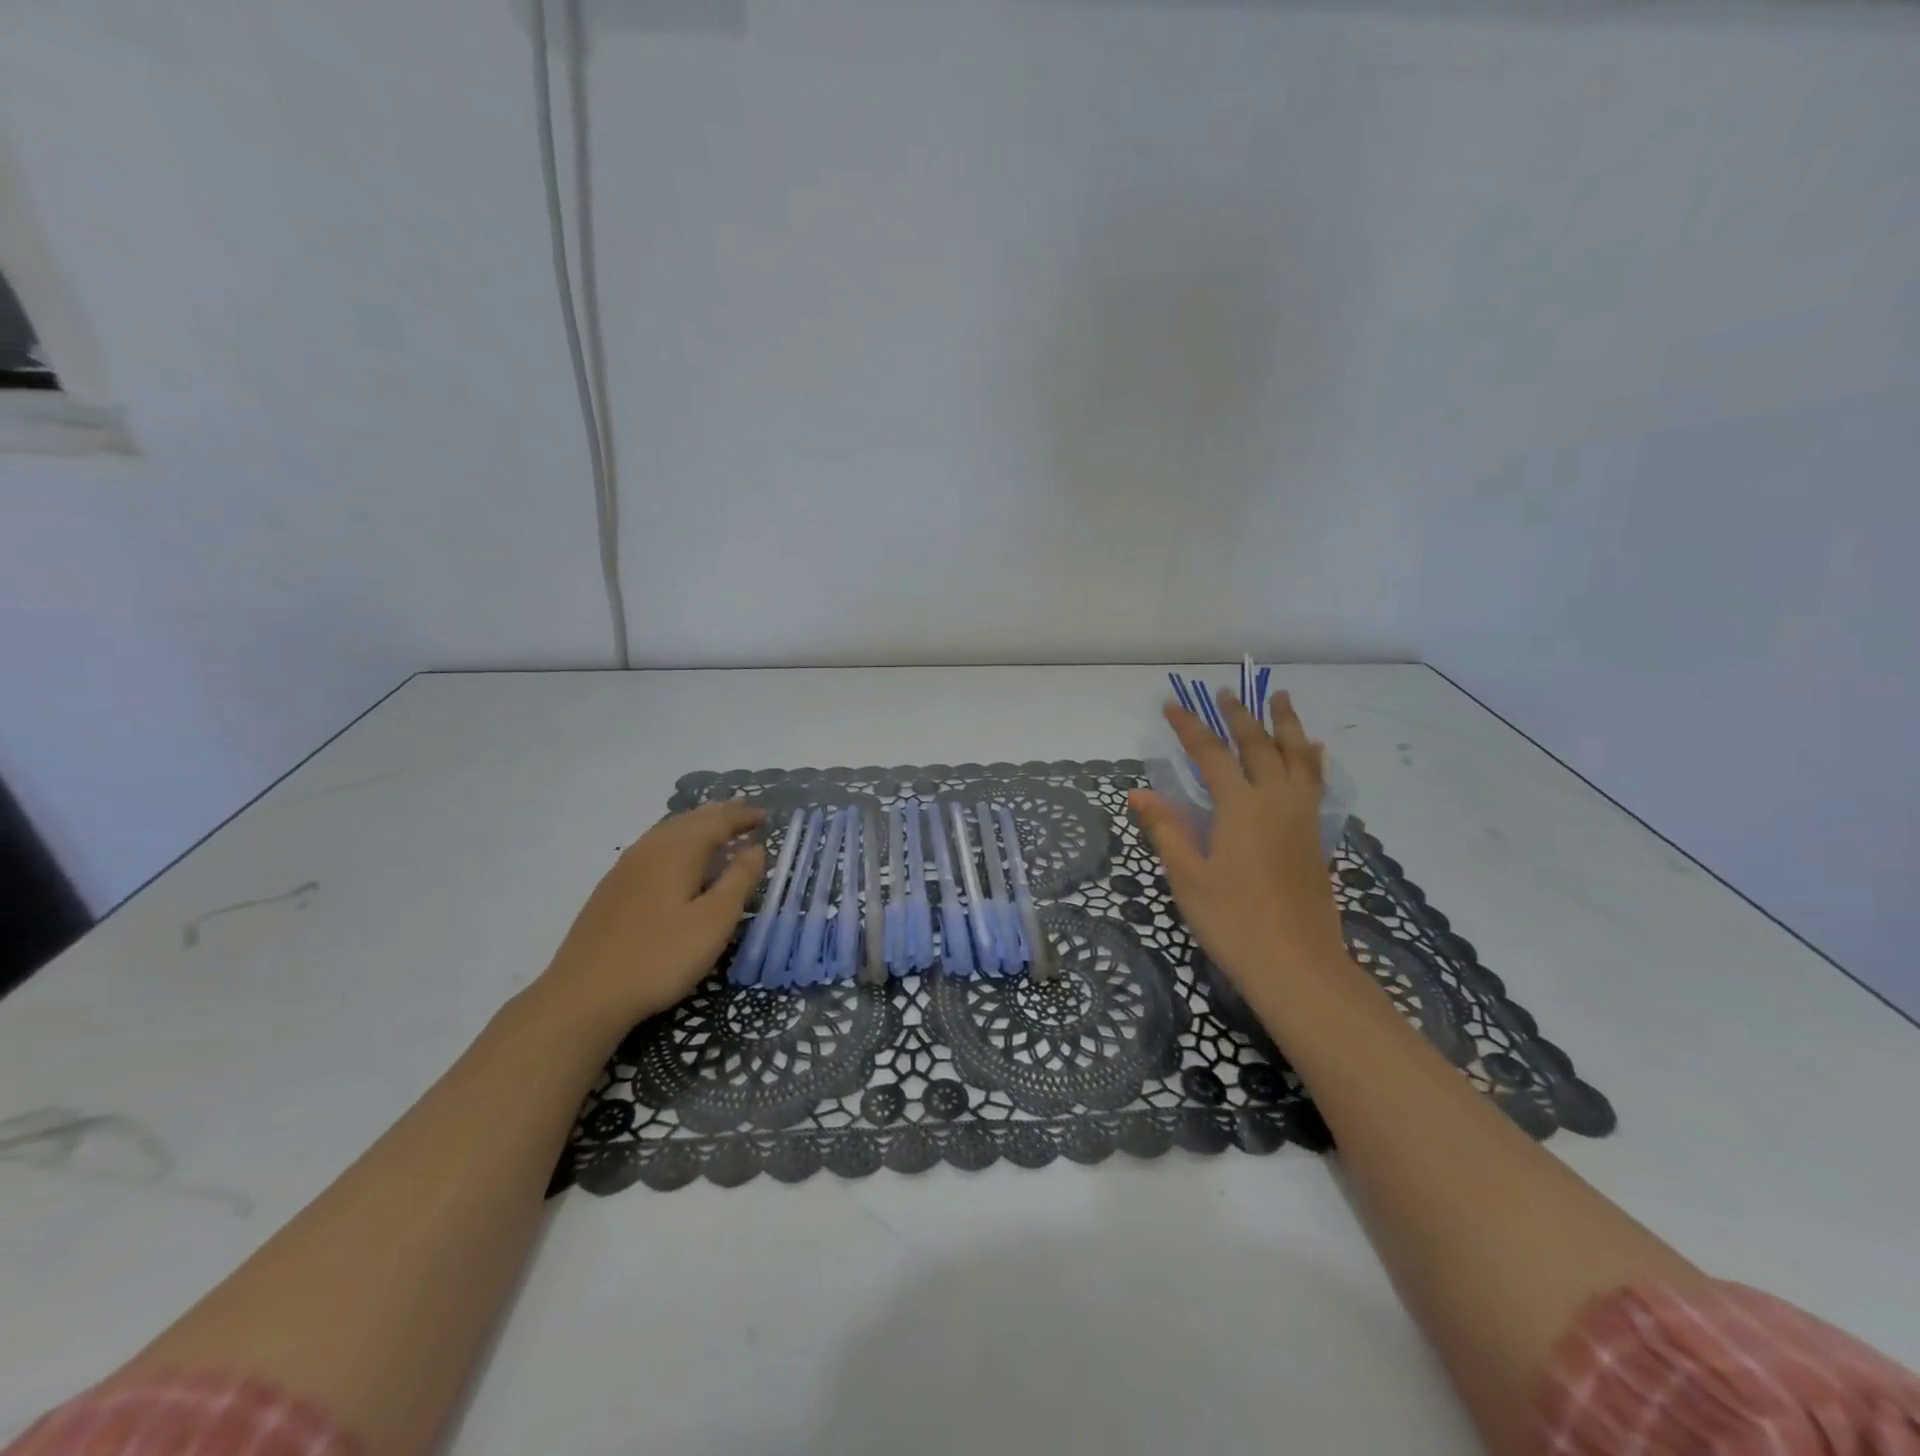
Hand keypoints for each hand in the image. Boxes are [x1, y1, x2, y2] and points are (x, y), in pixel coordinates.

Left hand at [536, 801, 766, 1028]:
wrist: (584, 995)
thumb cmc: (660, 957)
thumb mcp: (714, 921)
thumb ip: (739, 879)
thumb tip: (756, 847)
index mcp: (679, 850)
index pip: (717, 822)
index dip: (743, 817)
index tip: (766, 816)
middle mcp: (651, 848)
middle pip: (690, 819)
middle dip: (720, 815)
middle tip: (745, 814)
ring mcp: (626, 868)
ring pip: (668, 831)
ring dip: (697, 826)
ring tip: (716, 831)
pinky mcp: (612, 889)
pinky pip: (653, 848)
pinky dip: (676, 842)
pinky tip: (677, 861)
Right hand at [1130, 690, 1346, 998]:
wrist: (1296, 965)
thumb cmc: (1232, 920)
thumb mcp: (1188, 876)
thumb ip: (1166, 828)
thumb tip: (1139, 793)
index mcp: (1240, 807)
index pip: (1210, 754)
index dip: (1189, 727)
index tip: (1171, 704)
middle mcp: (1275, 801)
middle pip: (1258, 746)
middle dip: (1238, 716)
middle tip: (1224, 692)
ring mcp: (1302, 818)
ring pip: (1297, 757)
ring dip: (1286, 725)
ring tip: (1281, 698)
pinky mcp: (1316, 837)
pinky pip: (1316, 782)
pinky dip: (1312, 759)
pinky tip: (1313, 752)